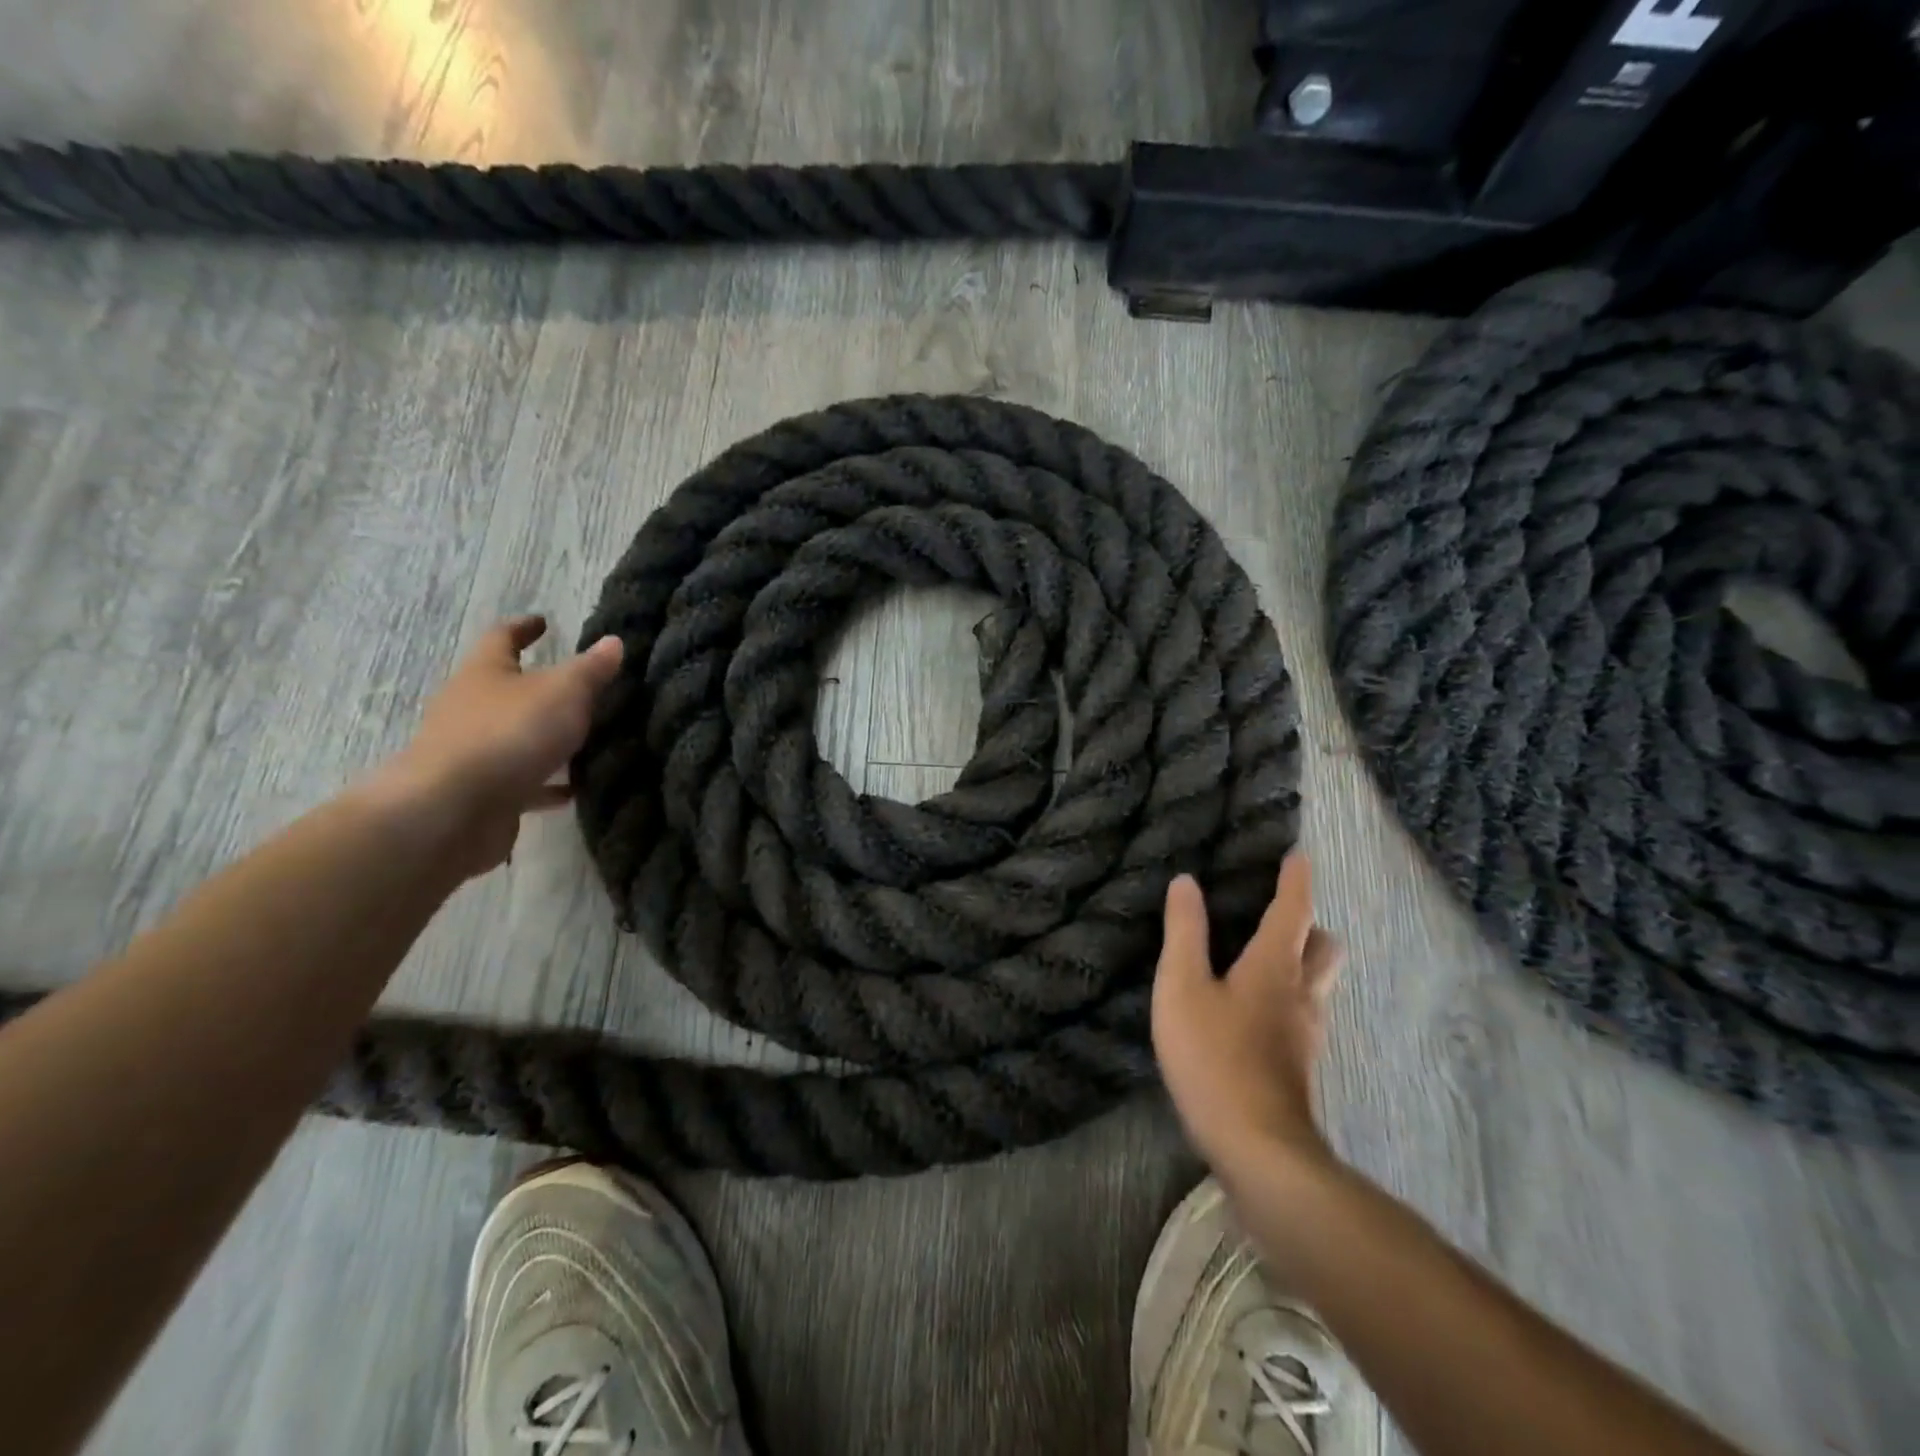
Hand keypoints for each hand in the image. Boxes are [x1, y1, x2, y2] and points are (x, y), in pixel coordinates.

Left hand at [372, 616, 623, 879]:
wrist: (453, 810)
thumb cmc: (510, 733)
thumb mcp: (563, 692)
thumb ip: (591, 669)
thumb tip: (613, 642)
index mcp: (485, 673)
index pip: (503, 638)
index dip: (524, 628)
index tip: (543, 622)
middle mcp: (471, 707)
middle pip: (507, 689)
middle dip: (539, 687)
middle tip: (579, 686)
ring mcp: (474, 752)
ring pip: (516, 736)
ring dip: (546, 737)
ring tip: (587, 739)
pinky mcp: (483, 792)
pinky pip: (523, 780)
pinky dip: (548, 782)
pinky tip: (575, 789)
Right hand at [1152, 852, 1342, 1172]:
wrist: (1258, 1149)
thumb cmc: (1214, 1057)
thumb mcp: (1182, 987)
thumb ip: (1184, 932)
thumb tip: (1186, 881)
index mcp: (1275, 967)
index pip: (1293, 910)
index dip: (1296, 881)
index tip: (1299, 856)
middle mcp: (1301, 994)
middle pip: (1324, 947)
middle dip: (1309, 925)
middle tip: (1279, 915)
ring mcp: (1306, 1033)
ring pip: (1318, 983)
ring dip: (1302, 961)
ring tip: (1264, 958)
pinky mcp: (1299, 1064)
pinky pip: (1304, 1013)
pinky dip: (1289, 996)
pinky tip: (1256, 1012)